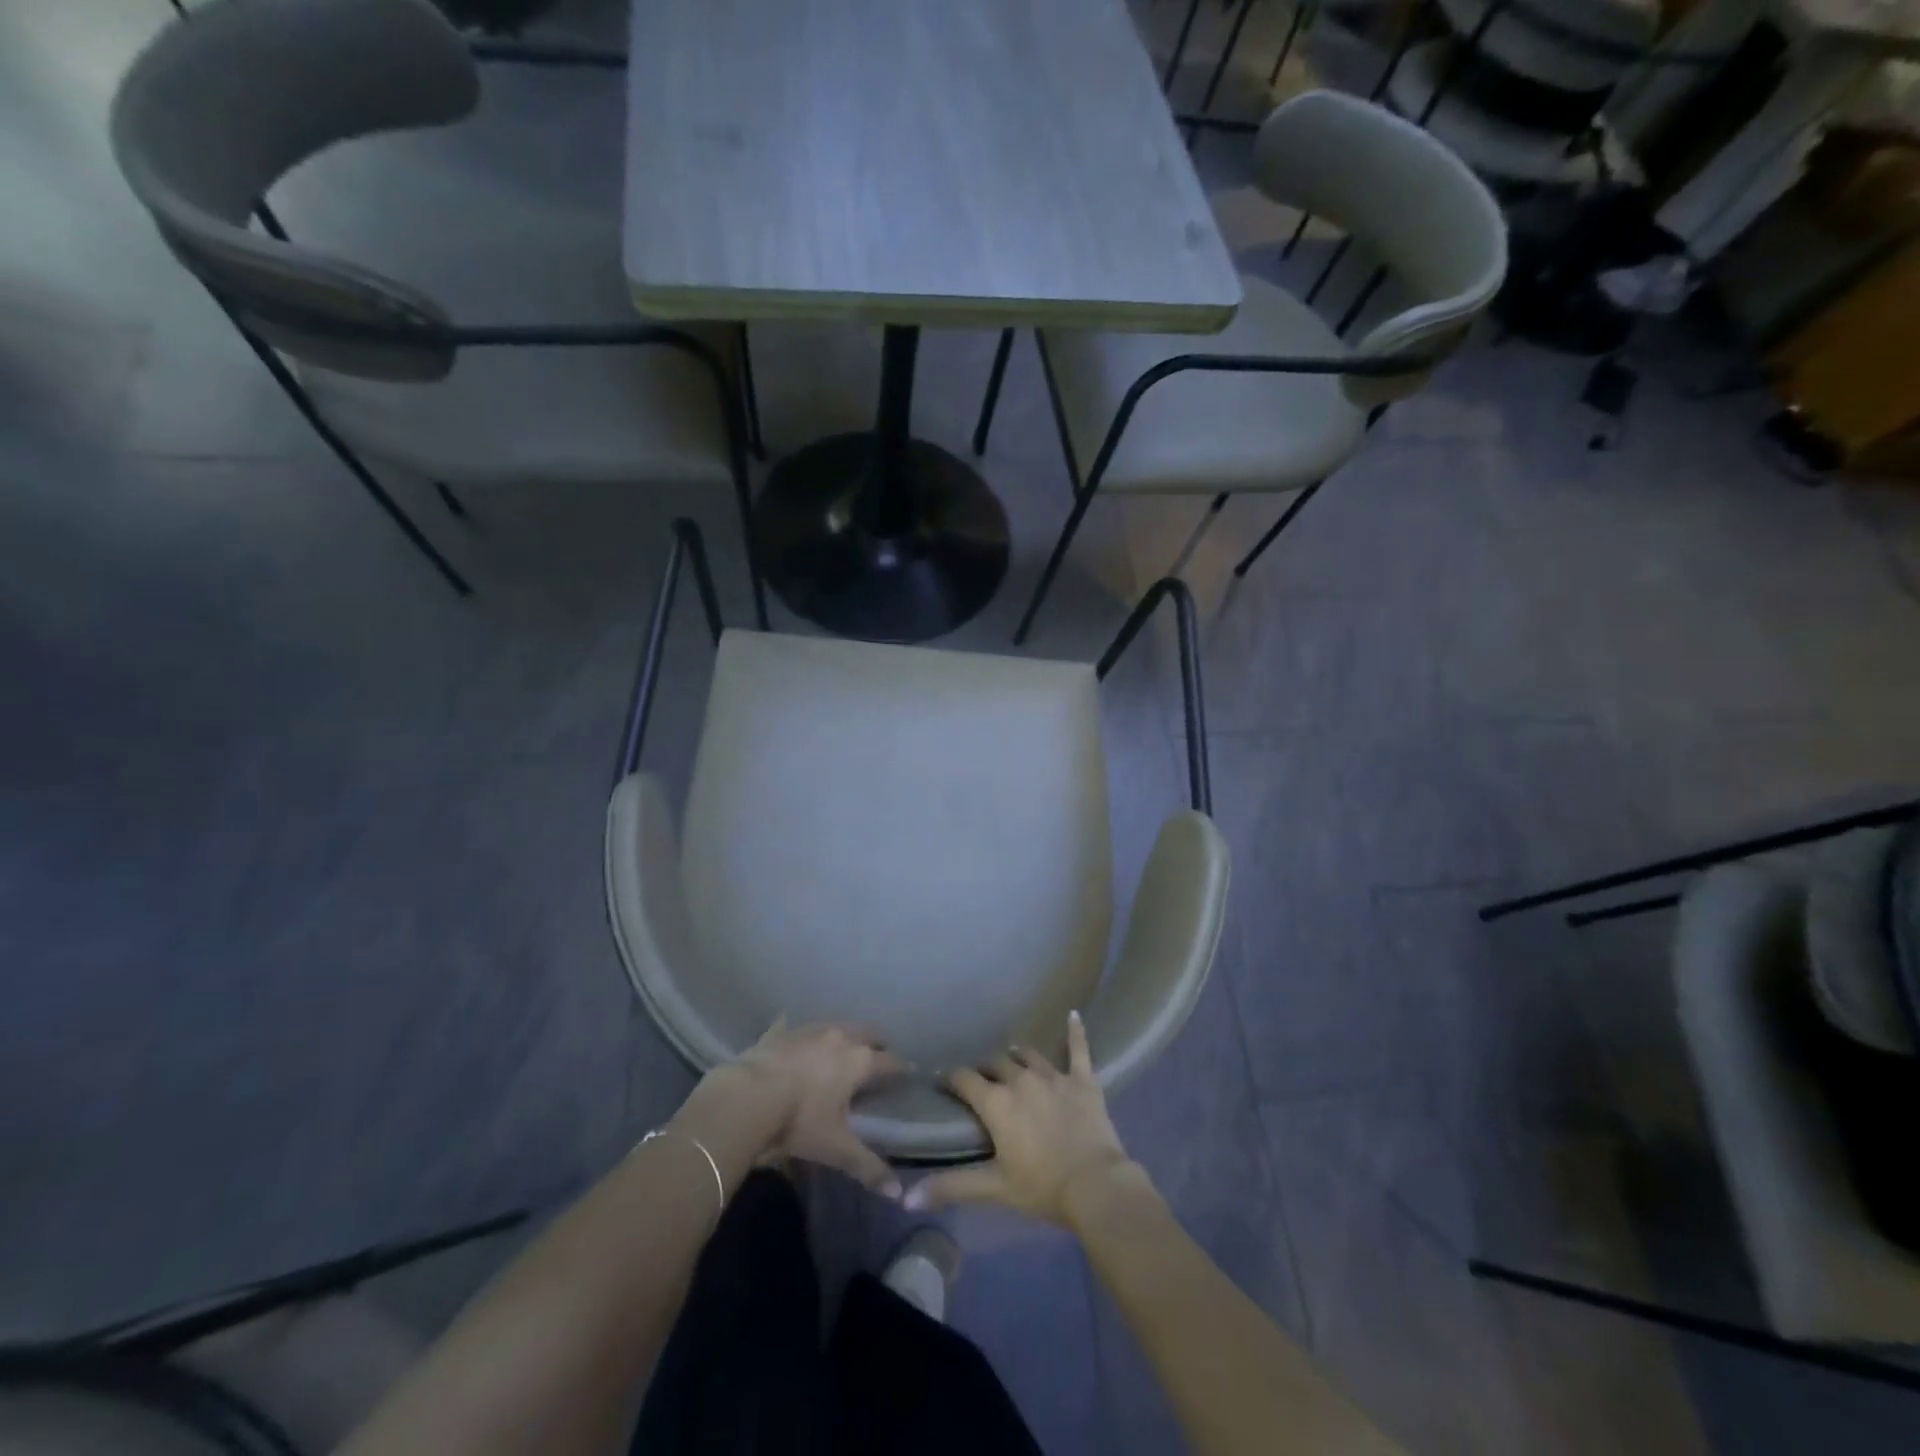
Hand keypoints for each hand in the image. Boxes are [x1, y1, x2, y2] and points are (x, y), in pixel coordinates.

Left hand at [674, 1020, 904, 1196]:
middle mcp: (839, 1037)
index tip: (908, 1072)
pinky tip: (793, 1034)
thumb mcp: (836, 1148)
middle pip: (867, 1032)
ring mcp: (808, 1030)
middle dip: (876, 1042)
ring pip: (835, 1024)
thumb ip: (868, 1167)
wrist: (747, 1098)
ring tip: (843, 1045)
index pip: (890, 1061)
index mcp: (859, 1061)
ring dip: (843, 1034)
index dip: (901, 1068)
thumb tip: (899, 1195)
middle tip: (879, 1054)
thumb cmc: (800, 1121)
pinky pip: (793, 1026)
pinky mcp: (780, 1032)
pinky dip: (797, 1031)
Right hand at [906, 1011, 1140, 1226]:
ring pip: (1029, 1055)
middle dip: (985, 1068)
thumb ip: (951, 1186)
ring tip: (1011, 1057)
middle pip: (996, 1062)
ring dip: (1017, 1055)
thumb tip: (907, 1199)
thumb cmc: (1041, 1187)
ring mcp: (1053, 1076)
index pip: (964, 1079)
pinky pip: (1078, 1049)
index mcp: (996, 1101)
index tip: (944, 1080)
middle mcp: (1021, 1079)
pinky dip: (1075, 1032)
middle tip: (982, 1078)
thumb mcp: (993, 1188)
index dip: (952, 1079)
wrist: (1095, 1185)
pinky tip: (1073, 1014)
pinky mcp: (1082, 1079)